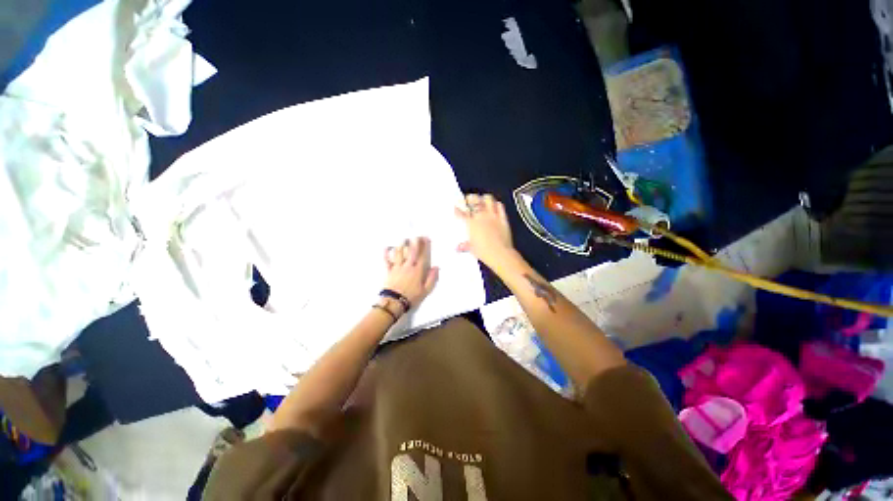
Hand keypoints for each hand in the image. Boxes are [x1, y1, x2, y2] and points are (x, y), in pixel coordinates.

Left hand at [383, 237, 438, 308]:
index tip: (426, 238)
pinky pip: (387, 260)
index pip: (422, 256)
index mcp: (418, 271)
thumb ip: (432, 278)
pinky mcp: (388, 271)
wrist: (394, 302)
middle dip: (414, 242)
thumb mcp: (426, 291)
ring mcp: (397, 267)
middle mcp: (408, 266)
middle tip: (415, 235)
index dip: (425, 246)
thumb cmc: (411, 297)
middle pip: (411, 251)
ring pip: (399, 253)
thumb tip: (436, 267)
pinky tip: (386, 247)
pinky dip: (386, 253)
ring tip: (403, 238)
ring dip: (402, 245)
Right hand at [454, 193, 515, 268]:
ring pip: (488, 199)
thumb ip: (464, 246)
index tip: (456, 207)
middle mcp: (481, 216)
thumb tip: (458, 247)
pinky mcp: (503, 218)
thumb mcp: (472, 249)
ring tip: (482, 199)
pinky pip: (500, 206)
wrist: (499, 253)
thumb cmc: (484, 252)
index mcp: (471, 223)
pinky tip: (495, 205)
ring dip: (484, 198)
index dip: (457, 208)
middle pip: (474, 200)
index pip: (462, 212)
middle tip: (468, 199)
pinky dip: (497, 204)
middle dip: (470, 198)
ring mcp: (493, 216)